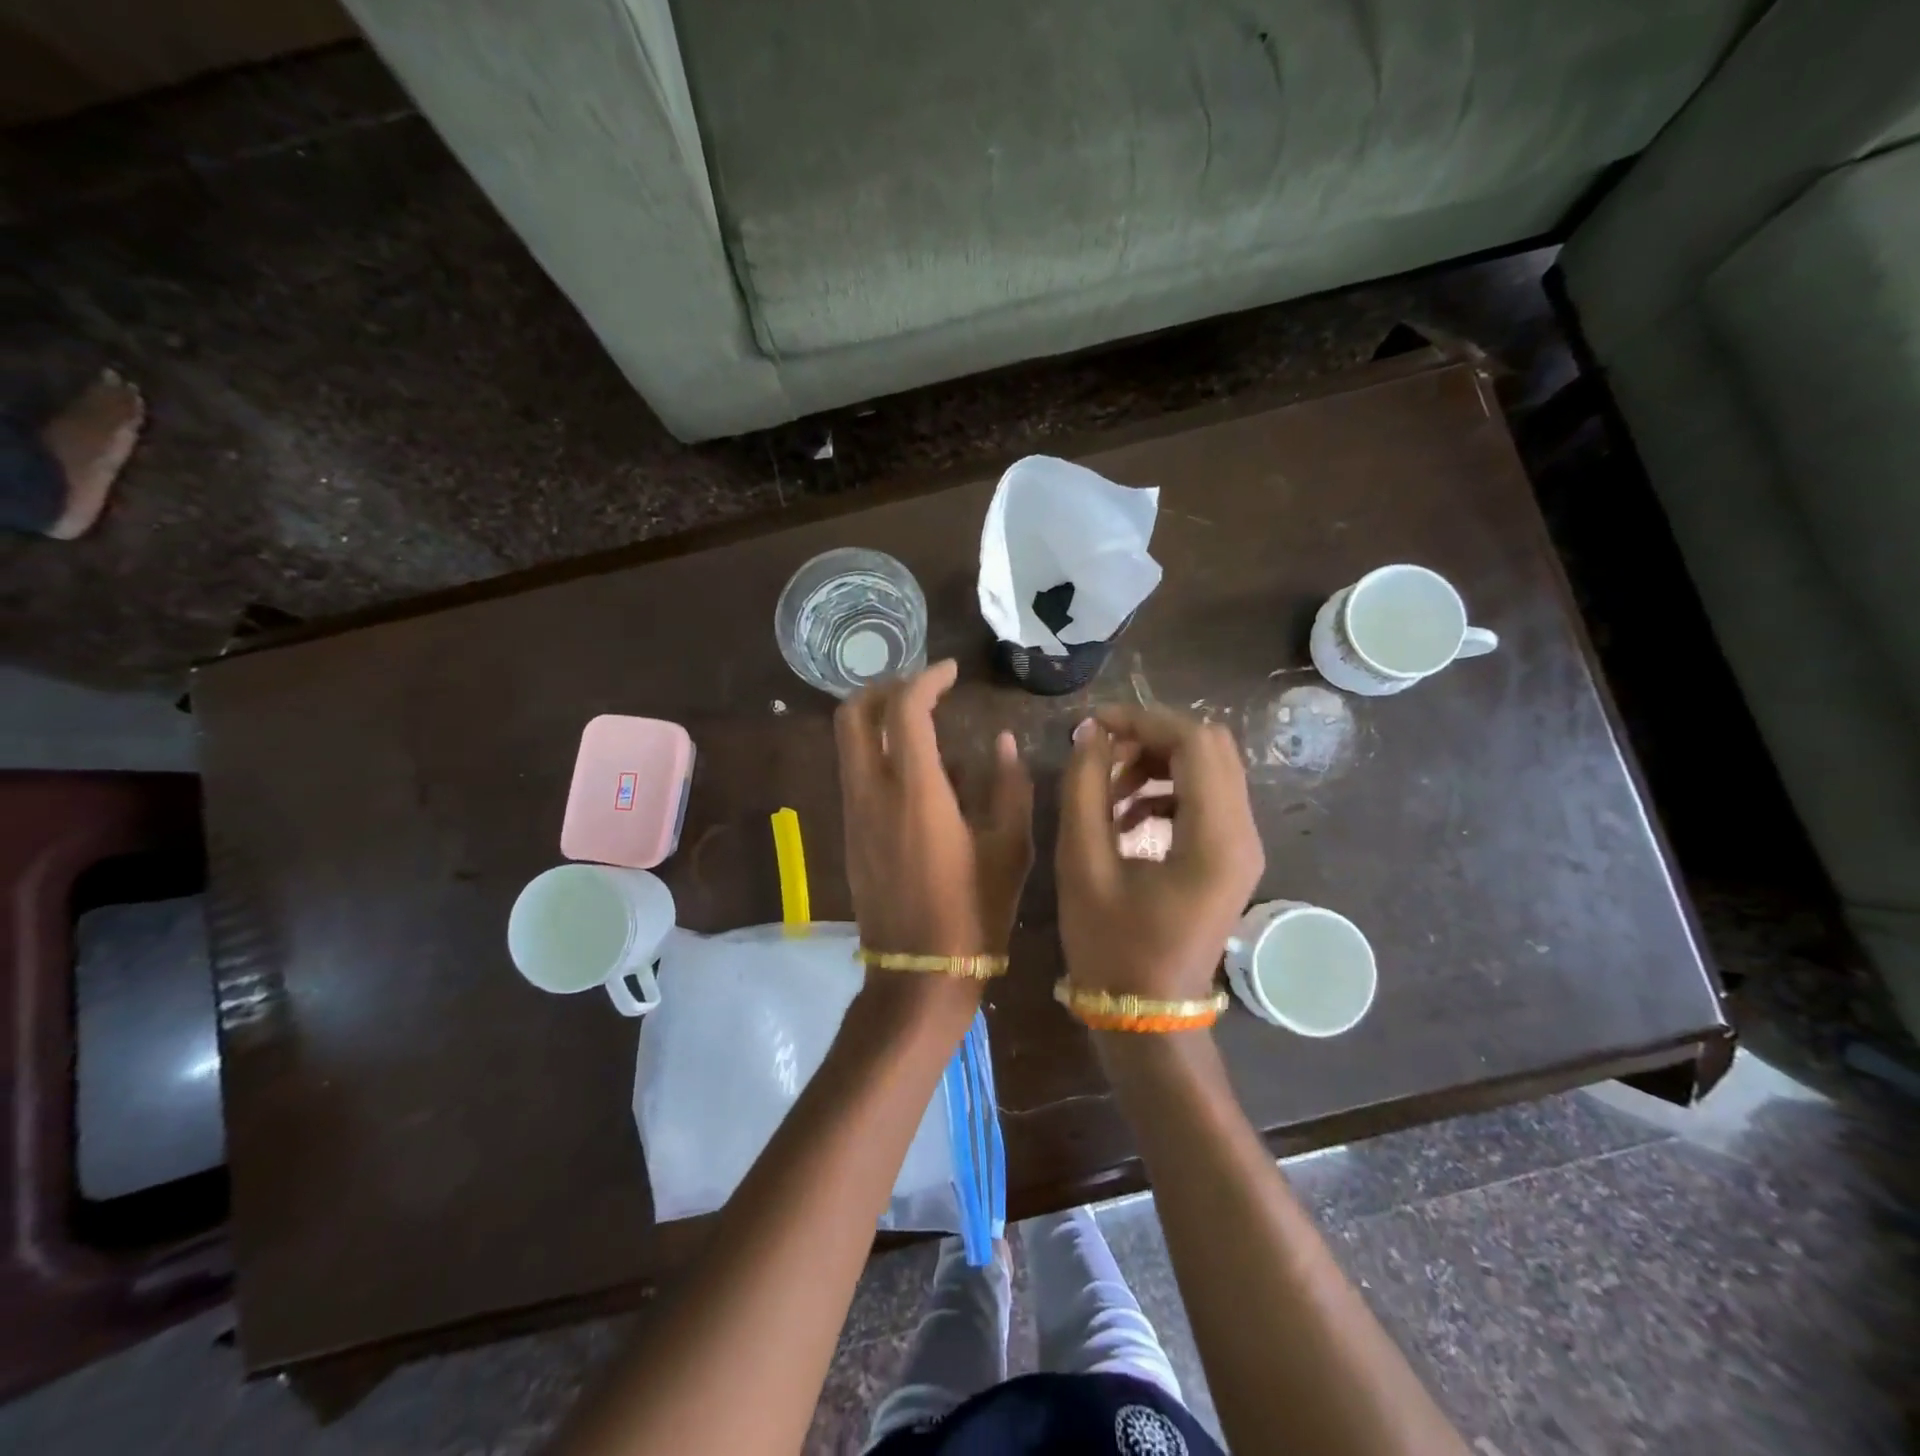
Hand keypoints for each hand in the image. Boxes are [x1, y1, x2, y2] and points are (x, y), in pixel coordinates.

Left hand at [835, 660, 1034, 966]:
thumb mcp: (1010, 848)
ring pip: (848, 743)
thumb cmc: (975, 912)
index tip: (951, 672)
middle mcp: (872, 793)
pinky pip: (854, 773)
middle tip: (923, 689)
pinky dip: (876, 752)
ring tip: (922, 723)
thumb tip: (1002, 742)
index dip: (926, 680)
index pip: (905, 710)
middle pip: (853, 715)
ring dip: (877, 719)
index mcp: (915, 791)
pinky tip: (916, 771)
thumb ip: (1008, 786)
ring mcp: (854, 814)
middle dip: (883, 688)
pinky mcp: (850, 835)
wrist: (920, 974)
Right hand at [1056, 705, 1264, 1002]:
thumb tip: (1090, 733)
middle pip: (1210, 747)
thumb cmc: (1111, 947)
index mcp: (1214, 838)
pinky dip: (1165, 790)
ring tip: (1107, 788)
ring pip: (1209, 769)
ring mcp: (1243, 847)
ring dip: (1156, 763)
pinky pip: (1205, 798)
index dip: (1142, 720)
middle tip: (1100, 753)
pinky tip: (1125, 817)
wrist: (1147, 1015)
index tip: (1093, 725)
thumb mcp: (1082, 864)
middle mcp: (1243, 834)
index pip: (1194, 742)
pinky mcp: (1231, 857)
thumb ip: (1085, 789)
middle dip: (1151, 737)